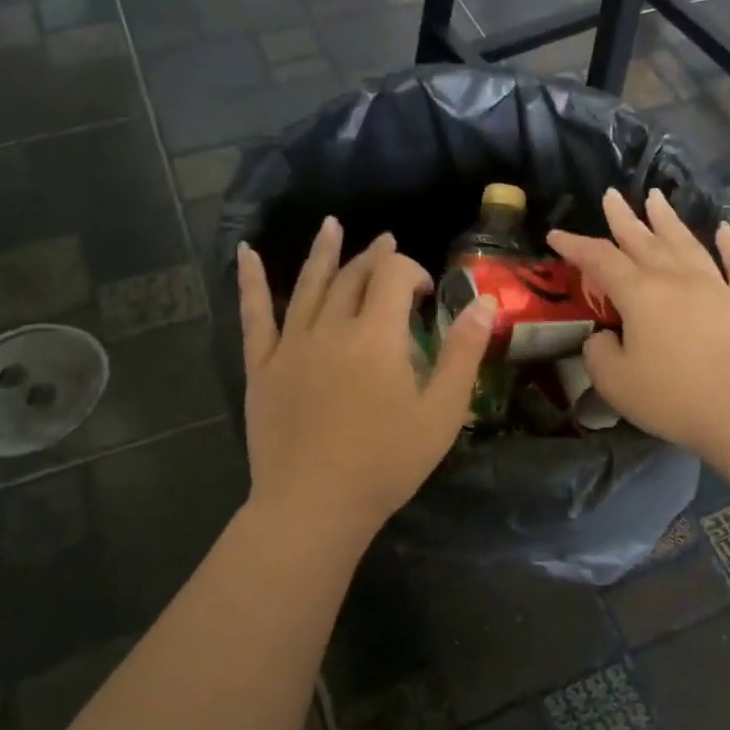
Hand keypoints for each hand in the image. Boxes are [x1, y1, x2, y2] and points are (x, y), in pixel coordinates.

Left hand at [237, 217, 494, 549]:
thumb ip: (463, 354)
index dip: (412, 271)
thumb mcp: (441, 413)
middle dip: (375, 258)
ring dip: (324, 252)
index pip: (393, 277)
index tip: (427, 293)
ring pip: (309, 285)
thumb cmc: (387, 463)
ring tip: (333, 225)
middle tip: (387, 247)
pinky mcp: (262, 367)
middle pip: (353, 277)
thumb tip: (483, 303)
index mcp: (376, 336)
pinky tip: (246, 254)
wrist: (315, 504)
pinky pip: (255, 316)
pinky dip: (250, 282)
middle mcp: (331, 328)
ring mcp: (291, 345)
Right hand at [547, 188, 729, 468]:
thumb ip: (599, 353)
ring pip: (688, 243)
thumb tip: (606, 336)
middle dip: (623, 218)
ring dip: (668, 220)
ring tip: (656, 197)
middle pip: (645, 240)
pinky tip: (725, 230)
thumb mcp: (615, 382)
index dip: (576, 246)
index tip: (555, 235)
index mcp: (641, 294)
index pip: (600, 260)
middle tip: (611, 195)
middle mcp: (677, 279)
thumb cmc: (672, 398)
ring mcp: (717, 288)